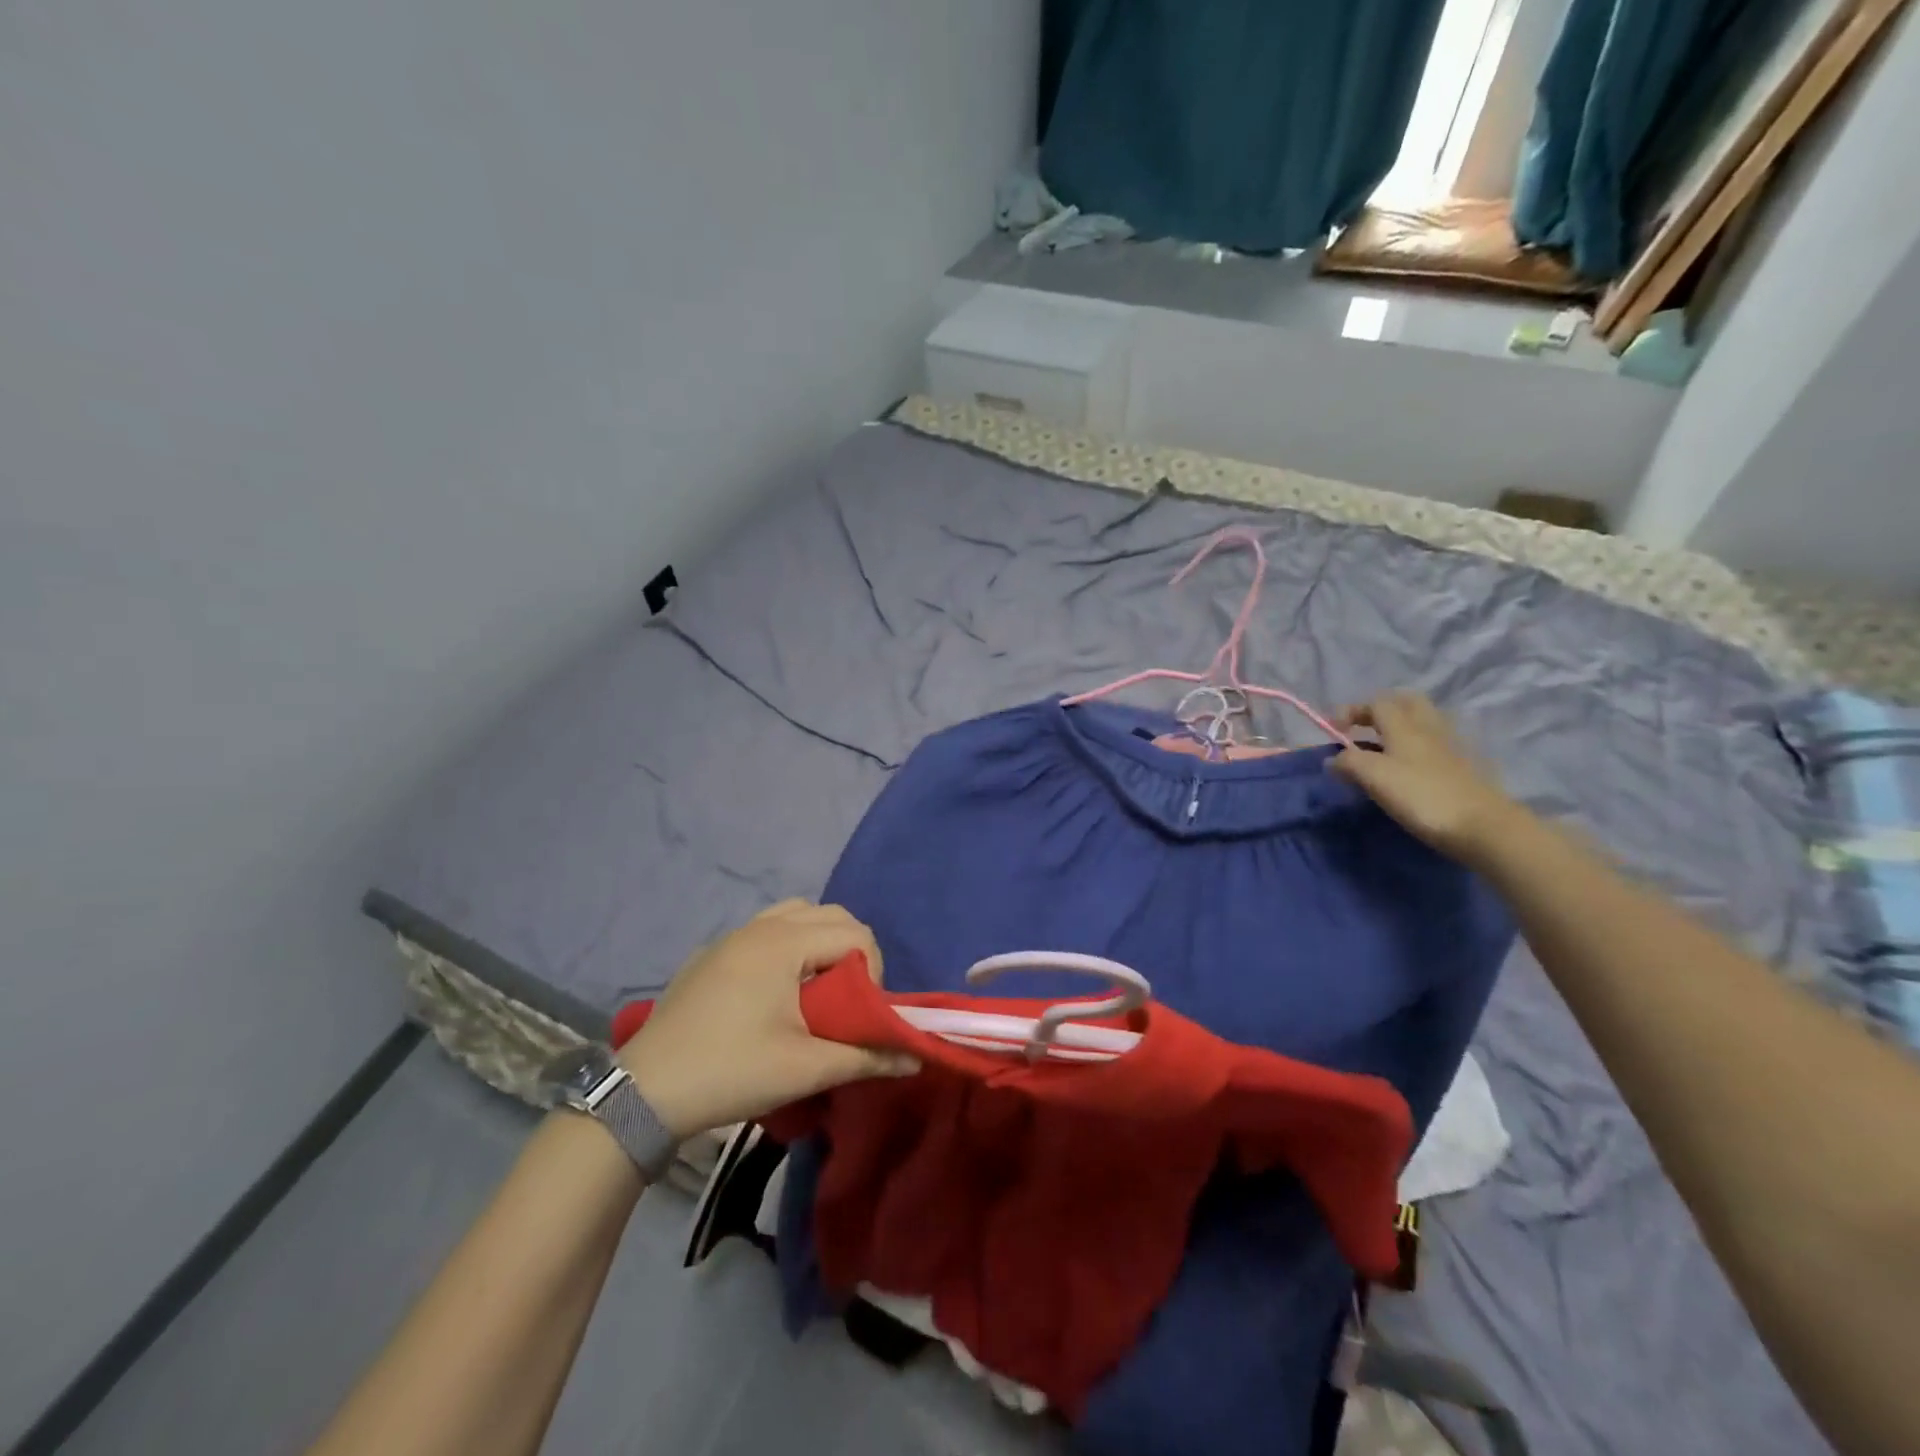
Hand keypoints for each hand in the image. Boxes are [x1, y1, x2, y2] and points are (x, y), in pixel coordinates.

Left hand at [618, 900, 919, 1137]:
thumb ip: (866, 1057)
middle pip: (829, 914)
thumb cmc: (731, 1071)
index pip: (855, 932)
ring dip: (818, 942)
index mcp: (784, 943)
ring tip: (814, 990)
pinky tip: (774, 993)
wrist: (645, 1092)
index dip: (873, 969)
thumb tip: (915, 1059)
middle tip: (846, 998)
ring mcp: (731, 936)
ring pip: (795, 915)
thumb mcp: (806, 1068)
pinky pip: (765, 929)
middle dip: (851, 949)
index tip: (861, 1011)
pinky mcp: (711, 954)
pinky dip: (787, 945)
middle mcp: (760, 926)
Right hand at [1328, 692, 1518, 862]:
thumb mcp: (1374, 776)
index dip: (1352, 710)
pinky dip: (1417, 747)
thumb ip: (1348, 762)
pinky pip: (1435, 745)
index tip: (1333, 730)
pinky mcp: (1463, 768)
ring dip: (1400, 727)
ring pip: (1423, 722)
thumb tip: (1333, 759)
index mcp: (1404, 726)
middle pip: (1407, 703)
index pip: (1377, 702)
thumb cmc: (1421, 796)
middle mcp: (1429, 728)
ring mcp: (1450, 747)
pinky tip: (1408, 768)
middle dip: (1381, 709)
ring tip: (1382, 748)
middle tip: (1362, 728)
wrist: (1482, 826)